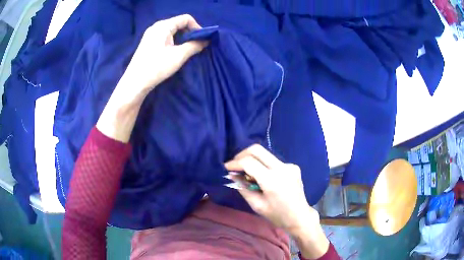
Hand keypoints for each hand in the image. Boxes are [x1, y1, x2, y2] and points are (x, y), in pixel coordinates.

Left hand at [120, 14, 207, 93]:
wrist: (135, 82)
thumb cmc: (157, 67)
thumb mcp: (179, 56)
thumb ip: (194, 46)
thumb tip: (205, 41)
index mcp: (163, 26)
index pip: (185, 18)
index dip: (196, 27)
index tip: (201, 40)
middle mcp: (156, 27)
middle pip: (178, 23)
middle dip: (189, 33)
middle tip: (195, 45)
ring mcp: (150, 35)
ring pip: (171, 31)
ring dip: (182, 38)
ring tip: (186, 50)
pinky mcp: (147, 43)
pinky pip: (164, 37)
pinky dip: (173, 41)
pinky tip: (174, 52)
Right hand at [224, 144, 317, 231]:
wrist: (300, 216)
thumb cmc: (277, 215)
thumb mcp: (257, 205)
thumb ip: (243, 188)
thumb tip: (233, 175)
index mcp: (272, 181)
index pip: (249, 162)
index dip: (235, 163)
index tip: (227, 168)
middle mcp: (282, 168)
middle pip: (257, 150)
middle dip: (242, 154)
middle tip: (235, 165)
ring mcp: (289, 166)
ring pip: (265, 155)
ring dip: (253, 160)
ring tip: (248, 174)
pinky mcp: (293, 166)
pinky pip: (274, 162)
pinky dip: (265, 166)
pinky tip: (265, 178)